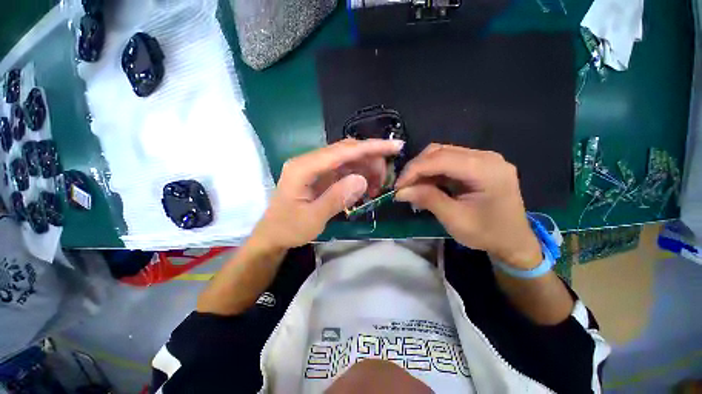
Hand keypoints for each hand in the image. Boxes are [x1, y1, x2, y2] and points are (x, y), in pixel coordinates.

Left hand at [251, 138, 403, 249]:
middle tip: (385, 179)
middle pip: (346, 151)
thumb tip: (362, 180)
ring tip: (377, 187)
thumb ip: (336, 198)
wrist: (273, 234)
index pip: (342, 151)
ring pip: (348, 159)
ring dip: (366, 169)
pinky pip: (344, 169)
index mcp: (303, 167)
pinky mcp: (320, 175)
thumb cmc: (289, 228)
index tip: (395, 147)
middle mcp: (310, 161)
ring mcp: (315, 167)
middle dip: (371, 160)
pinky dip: (358, 176)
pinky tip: (366, 188)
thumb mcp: (313, 218)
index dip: (370, 147)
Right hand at [395, 144, 541, 268]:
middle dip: (416, 168)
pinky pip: (448, 161)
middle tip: (403, 187)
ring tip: (412, 187)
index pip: (441, 159)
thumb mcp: (454, 219)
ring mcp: (483, 159)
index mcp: (486, 170)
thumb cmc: (487, 234)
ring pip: (441, 153)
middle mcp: (486, 157)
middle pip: (440, 151)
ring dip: (422, 169)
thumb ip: (427, 199)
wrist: (513, 241)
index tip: (398, 186)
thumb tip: (400, 192)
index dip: (414, 170)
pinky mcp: (477, 164)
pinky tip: (425, 184)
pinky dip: (432, 172)